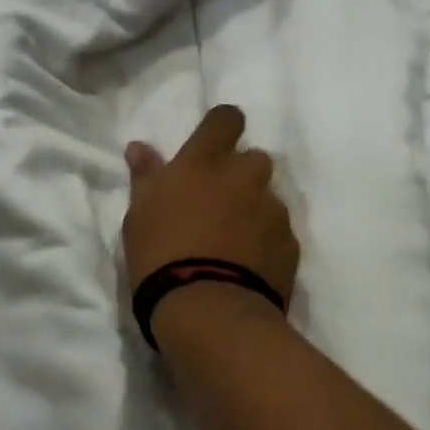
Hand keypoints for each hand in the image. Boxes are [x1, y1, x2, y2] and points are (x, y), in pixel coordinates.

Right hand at [122, 104, 299, 304]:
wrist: (208, 310)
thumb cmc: (160, 255)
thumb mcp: (140, 215)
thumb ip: (146, 176)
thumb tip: (139, 147)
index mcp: (204, 163)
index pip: (226, 119)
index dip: (223, 125)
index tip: (214, 142)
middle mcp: (244, 177)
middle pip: (254, 158)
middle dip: (241, 173)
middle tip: (219, 201)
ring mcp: (272, 210)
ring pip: (269, 197)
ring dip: (254, 208)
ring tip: (234, 240)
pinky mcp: (290, 244)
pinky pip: (279, 232)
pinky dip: (266, 241)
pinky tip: (249, 265)